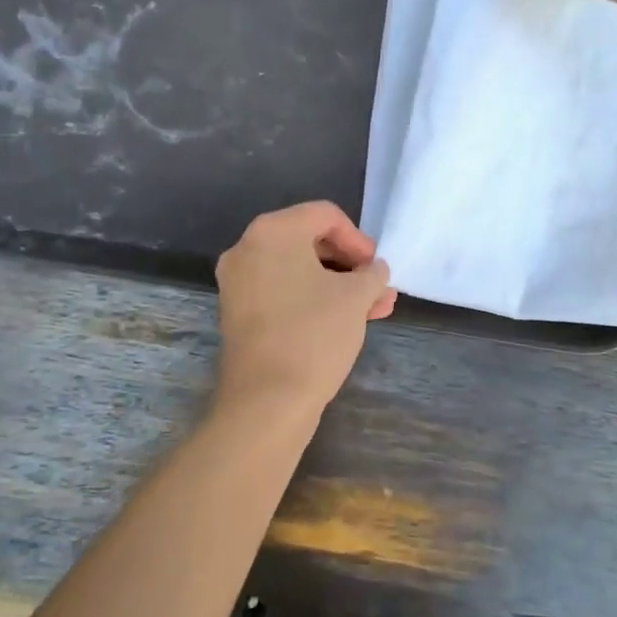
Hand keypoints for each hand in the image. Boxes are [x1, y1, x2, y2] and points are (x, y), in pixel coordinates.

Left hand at [214, 202, 396, 419]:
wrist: (266, 401)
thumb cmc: (314, 335)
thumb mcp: (356, 298)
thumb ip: (372, 274)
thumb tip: (374, 270)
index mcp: (272, 232)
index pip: (324, 215)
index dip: (358, 239)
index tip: (377, 268)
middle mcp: (247, 249)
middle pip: (309, 241)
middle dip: (350, 265)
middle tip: (378, 288)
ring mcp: (238, 283)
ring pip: (298, 271)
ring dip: (337, 286)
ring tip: (374, 310)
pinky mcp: (238, 313)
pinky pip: (282, 292)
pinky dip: (312, 300)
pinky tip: (345, 321)